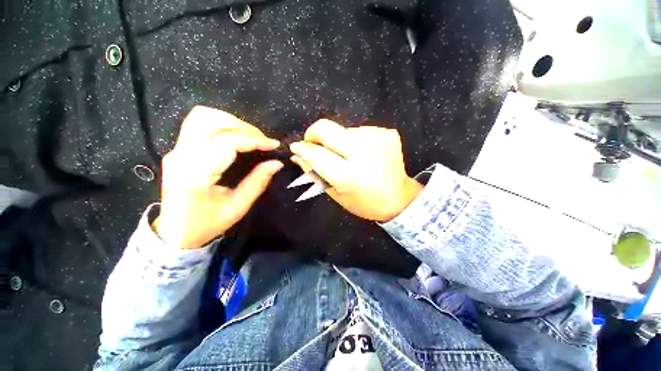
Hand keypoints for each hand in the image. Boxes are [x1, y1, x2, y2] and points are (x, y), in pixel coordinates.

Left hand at [153, 106, 282, 248]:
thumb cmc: (207, 224)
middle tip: (263, 141)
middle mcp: (181, 156)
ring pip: (202, 117)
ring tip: (250, 136)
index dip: (254, 140)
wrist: (175, 232)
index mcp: (195, 174)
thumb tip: (276, 163)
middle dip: (244, 128)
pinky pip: (198, 124)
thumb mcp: (238, 207)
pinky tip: (235, 136)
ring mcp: (176, 150)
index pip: (226, 143)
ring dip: (231, 122)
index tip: (274, 145)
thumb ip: (258, 182)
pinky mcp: (178, 150)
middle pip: (211, 122)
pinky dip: (221, 124)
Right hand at [289, 119, 422, 222]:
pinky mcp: (388, 133)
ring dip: (338, 141)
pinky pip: (360, 130)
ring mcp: (378, 140)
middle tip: (314, 143)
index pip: (317, 154)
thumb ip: (315, 173)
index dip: (303, 148)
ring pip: (343, 129)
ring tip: (347, 155)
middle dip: (314, 134)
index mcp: (349, 176)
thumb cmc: (364, 202)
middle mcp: (364, 154)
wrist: (399, 198)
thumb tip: (298, 155)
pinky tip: (363, 153)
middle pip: (327, 129)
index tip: (296, 146)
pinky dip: (355, 139)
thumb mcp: (336, 194)